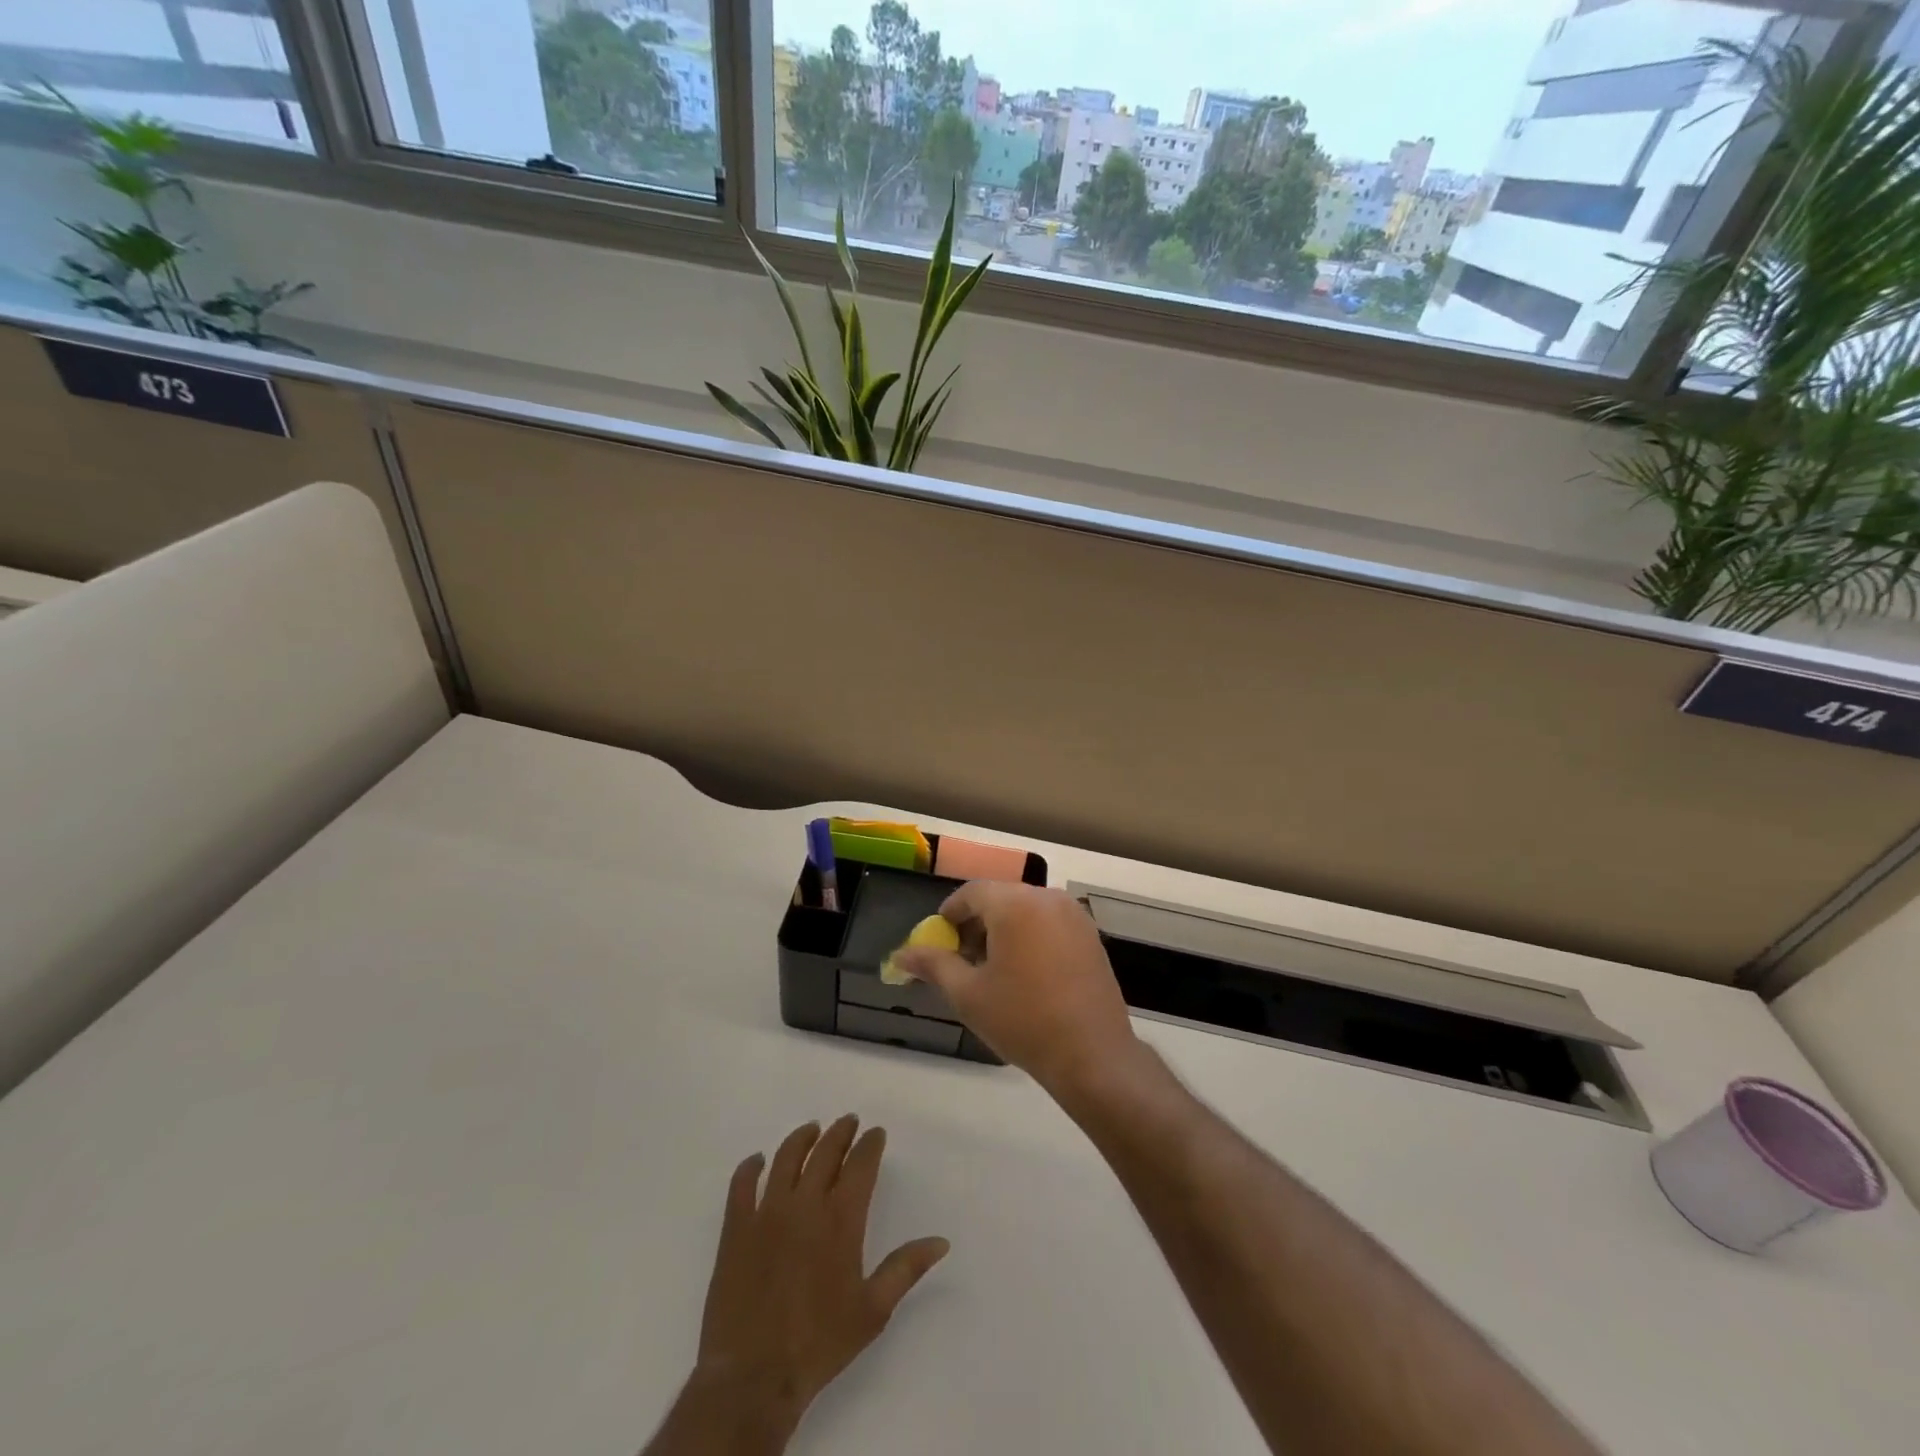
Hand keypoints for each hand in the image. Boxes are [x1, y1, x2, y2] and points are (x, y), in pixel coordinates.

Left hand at [690, 1116, 949, 1441]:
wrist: (754, 1377)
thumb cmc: (820, 1343)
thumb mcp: (873, 1311)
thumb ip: (906, 1269)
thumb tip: (940, 1241)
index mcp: (841, 1220)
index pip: (860, 1165)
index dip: (870, 1145)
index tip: (875, 1133)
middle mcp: (805, 1204)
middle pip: (825, 1152)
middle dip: (841, 1133)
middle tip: (849, 1122)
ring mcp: (767, 1212)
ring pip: (786, 1158)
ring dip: (802, 1138)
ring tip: (812, 1129)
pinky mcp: (737, 1228)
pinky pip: (742, 1184)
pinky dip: (750, 1167)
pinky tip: (757, 1160)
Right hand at [895, 882, 1145, 1095]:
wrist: (1092, 1055)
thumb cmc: (1023, 1020)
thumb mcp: (968, 994)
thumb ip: (933, 965)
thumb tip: (901, 955)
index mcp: (1015, 904)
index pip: (972, 892)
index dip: (950, 913)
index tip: (939, 940)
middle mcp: (1047, 898)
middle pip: (1000, 898)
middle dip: (976, 923)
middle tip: (962, 959)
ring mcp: (1074, 915)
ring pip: (1026, 909)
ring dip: (1003, 929)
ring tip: (992, 969)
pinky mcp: (1091, 935)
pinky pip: (1049, 922)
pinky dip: (1030, 935)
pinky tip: (1025, 973)